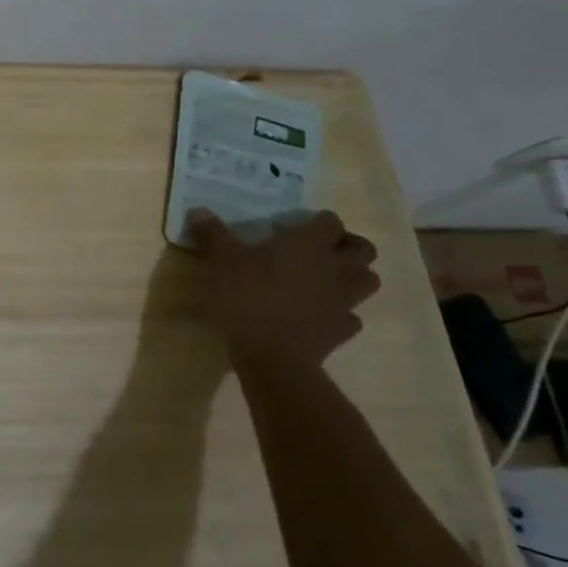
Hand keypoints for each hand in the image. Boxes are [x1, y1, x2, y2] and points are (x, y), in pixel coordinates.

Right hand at [189, 209, 380, 372]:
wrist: (271, 355)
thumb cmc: (245, 297)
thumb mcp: (220, 261)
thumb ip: (213, 234)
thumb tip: (199, 210)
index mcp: (308, 245)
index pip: (330, 222)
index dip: (316, 222)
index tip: (293, 228)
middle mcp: (334, 268)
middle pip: (364, 250)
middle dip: (348, 246)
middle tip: (321, 250)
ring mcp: (343, 301)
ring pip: (368, 282)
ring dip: (353, 277)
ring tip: (327, 280)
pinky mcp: (342, 330)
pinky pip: (352, 317)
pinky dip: (340, 313)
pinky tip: (320, 314)